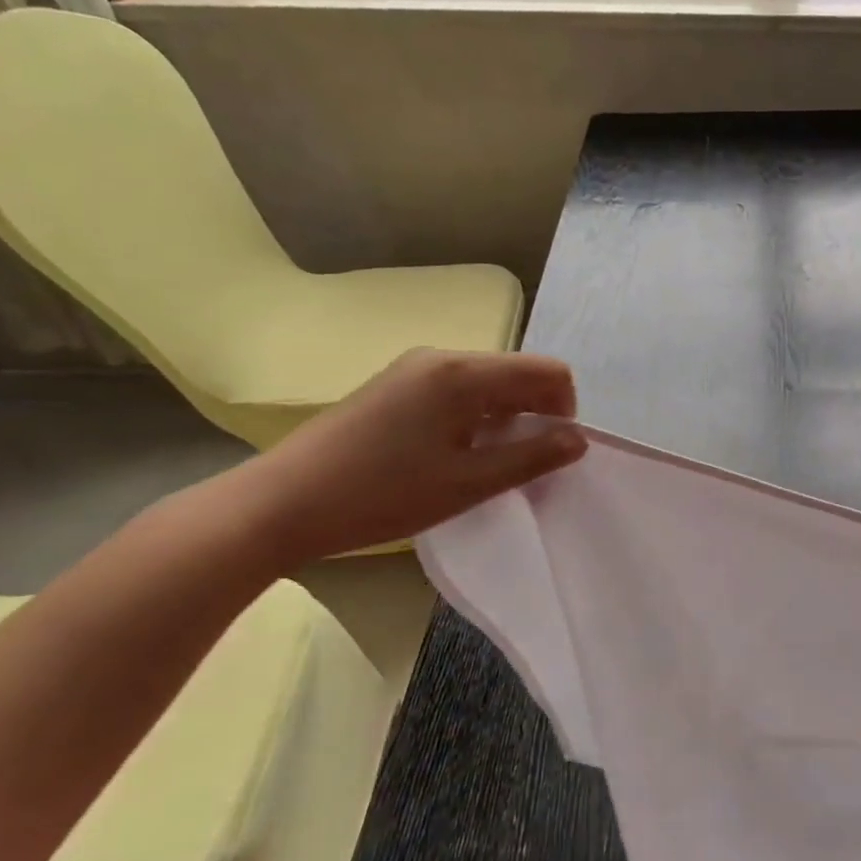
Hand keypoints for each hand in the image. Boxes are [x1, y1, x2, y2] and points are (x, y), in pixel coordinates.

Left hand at [237, 349, 587, 564]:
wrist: (282, 503)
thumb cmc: (383, 495)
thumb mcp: (468, 483)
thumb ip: (532, 457)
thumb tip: (578, 439)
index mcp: (462, 373)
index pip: (547, 371)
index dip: (564, 410)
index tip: (549, 454)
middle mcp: (441, 357)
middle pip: (517, 373)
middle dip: (535, 414)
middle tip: (521, 465)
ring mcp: (413, 369)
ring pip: (488, 384)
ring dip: (505, 419)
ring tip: (486, 465)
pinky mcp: (395, 386)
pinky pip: (457, 391)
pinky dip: (474, 418)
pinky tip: (453, 455)